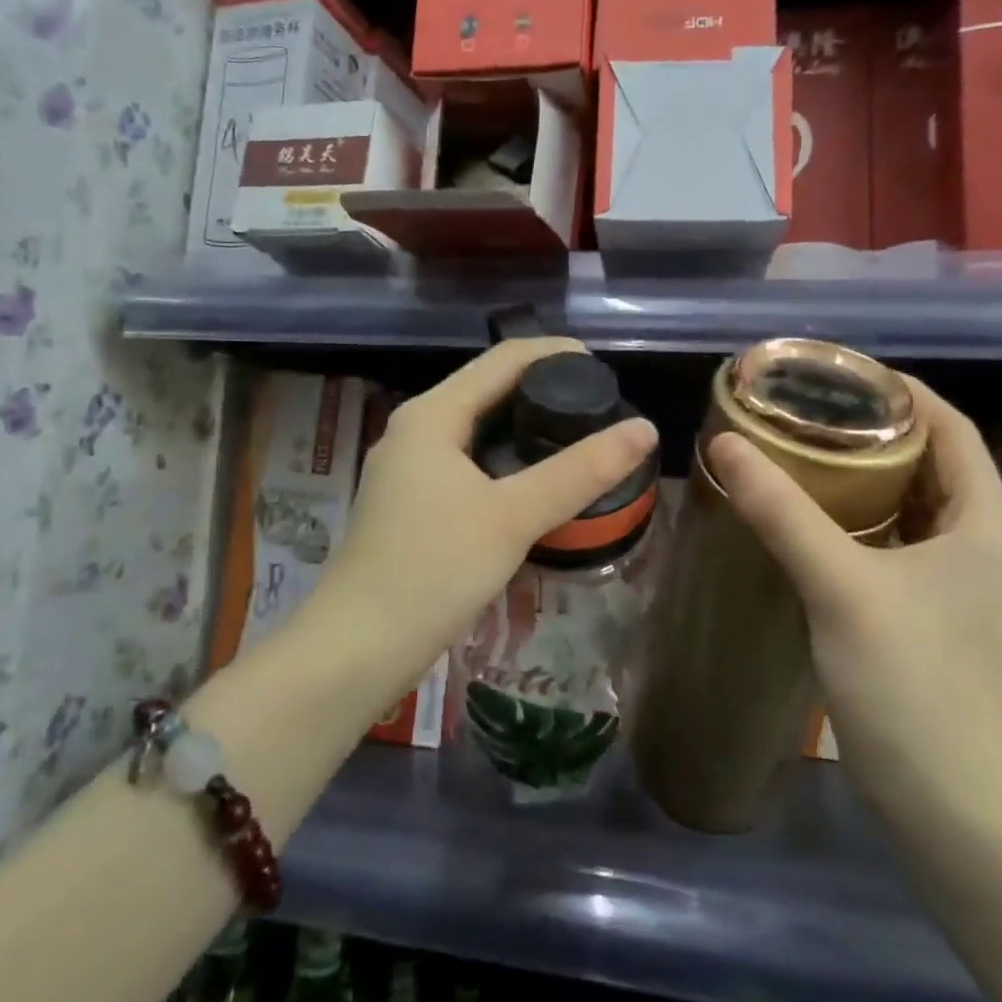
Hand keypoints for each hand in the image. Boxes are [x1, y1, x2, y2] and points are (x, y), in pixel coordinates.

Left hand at [318, 338, 657, 692]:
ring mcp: (407, 467)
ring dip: (523, 426)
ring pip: (476, 428)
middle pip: (487, 389)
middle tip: (598, 408)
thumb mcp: (513, 517)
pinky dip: (503, 459)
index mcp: (431, 414)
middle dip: (542, 389)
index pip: (502, 359)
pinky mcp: (409, 502)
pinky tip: (532, 482)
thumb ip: (580, 472)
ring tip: (575, 440)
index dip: (555, 353)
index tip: (605, 369)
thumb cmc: (433, 570)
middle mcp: (414, 429)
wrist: (356, 649)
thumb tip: (645, 429)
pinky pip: (465, 461)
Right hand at [706, 376, 1001, 821]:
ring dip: (866, 470)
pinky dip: (861, 511)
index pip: (950, 428)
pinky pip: (898, 534)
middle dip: (875, 427)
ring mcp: (960, 577)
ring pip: (913, 498)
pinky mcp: (932, 605)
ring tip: (804, 446)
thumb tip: (725, 444)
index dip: (900, 392)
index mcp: (985, 523)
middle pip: (933, 459)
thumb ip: (781, 510)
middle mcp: (983, 541)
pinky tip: (813, 510)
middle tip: (808, 408)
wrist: (939, 798)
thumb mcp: (839, 584)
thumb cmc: (906, 680)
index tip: (838, 375)